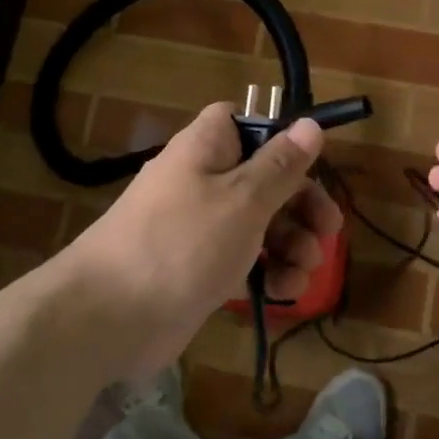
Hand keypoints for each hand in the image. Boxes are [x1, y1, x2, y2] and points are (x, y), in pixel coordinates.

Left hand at [63, 103, 343, 378]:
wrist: (109, 316)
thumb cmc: (182, 243)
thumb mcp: (243, 199)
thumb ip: (281, 165)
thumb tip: (309, 123)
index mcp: (206, 148)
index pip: (245, 122)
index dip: (280, 138)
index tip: (312, 165)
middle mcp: (202, 180)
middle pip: (263, 178)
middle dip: (301, 205)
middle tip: (329, 233)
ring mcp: (199, 227)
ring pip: (258, 224)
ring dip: (291, 244)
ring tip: (307, 270)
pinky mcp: (198, 269)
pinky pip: (242, 260)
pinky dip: (267, 272)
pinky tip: (284, 293)